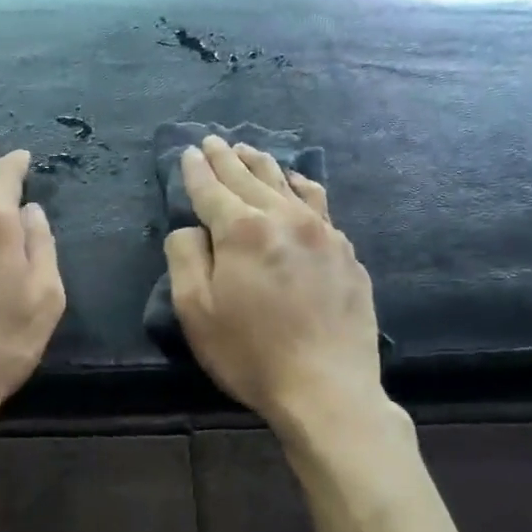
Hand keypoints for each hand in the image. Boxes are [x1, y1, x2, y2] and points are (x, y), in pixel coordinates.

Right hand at [165, 136, 382, 426]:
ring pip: (287, 184)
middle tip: (214, 142)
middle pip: (250, 178)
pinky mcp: (346, 253)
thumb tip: (191, 227)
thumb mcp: (195, 311)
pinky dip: (301, 186)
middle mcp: (284, 218)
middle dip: (227, 158)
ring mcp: (322, 233)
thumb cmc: (250, 353)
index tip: (189, 152)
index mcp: (242, 230)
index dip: (196, 170)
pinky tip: (298, 183)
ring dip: (263, 164)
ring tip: (249, 150)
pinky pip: (319, 204)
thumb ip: (185, 257)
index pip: (211, 190)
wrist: (327, 389)